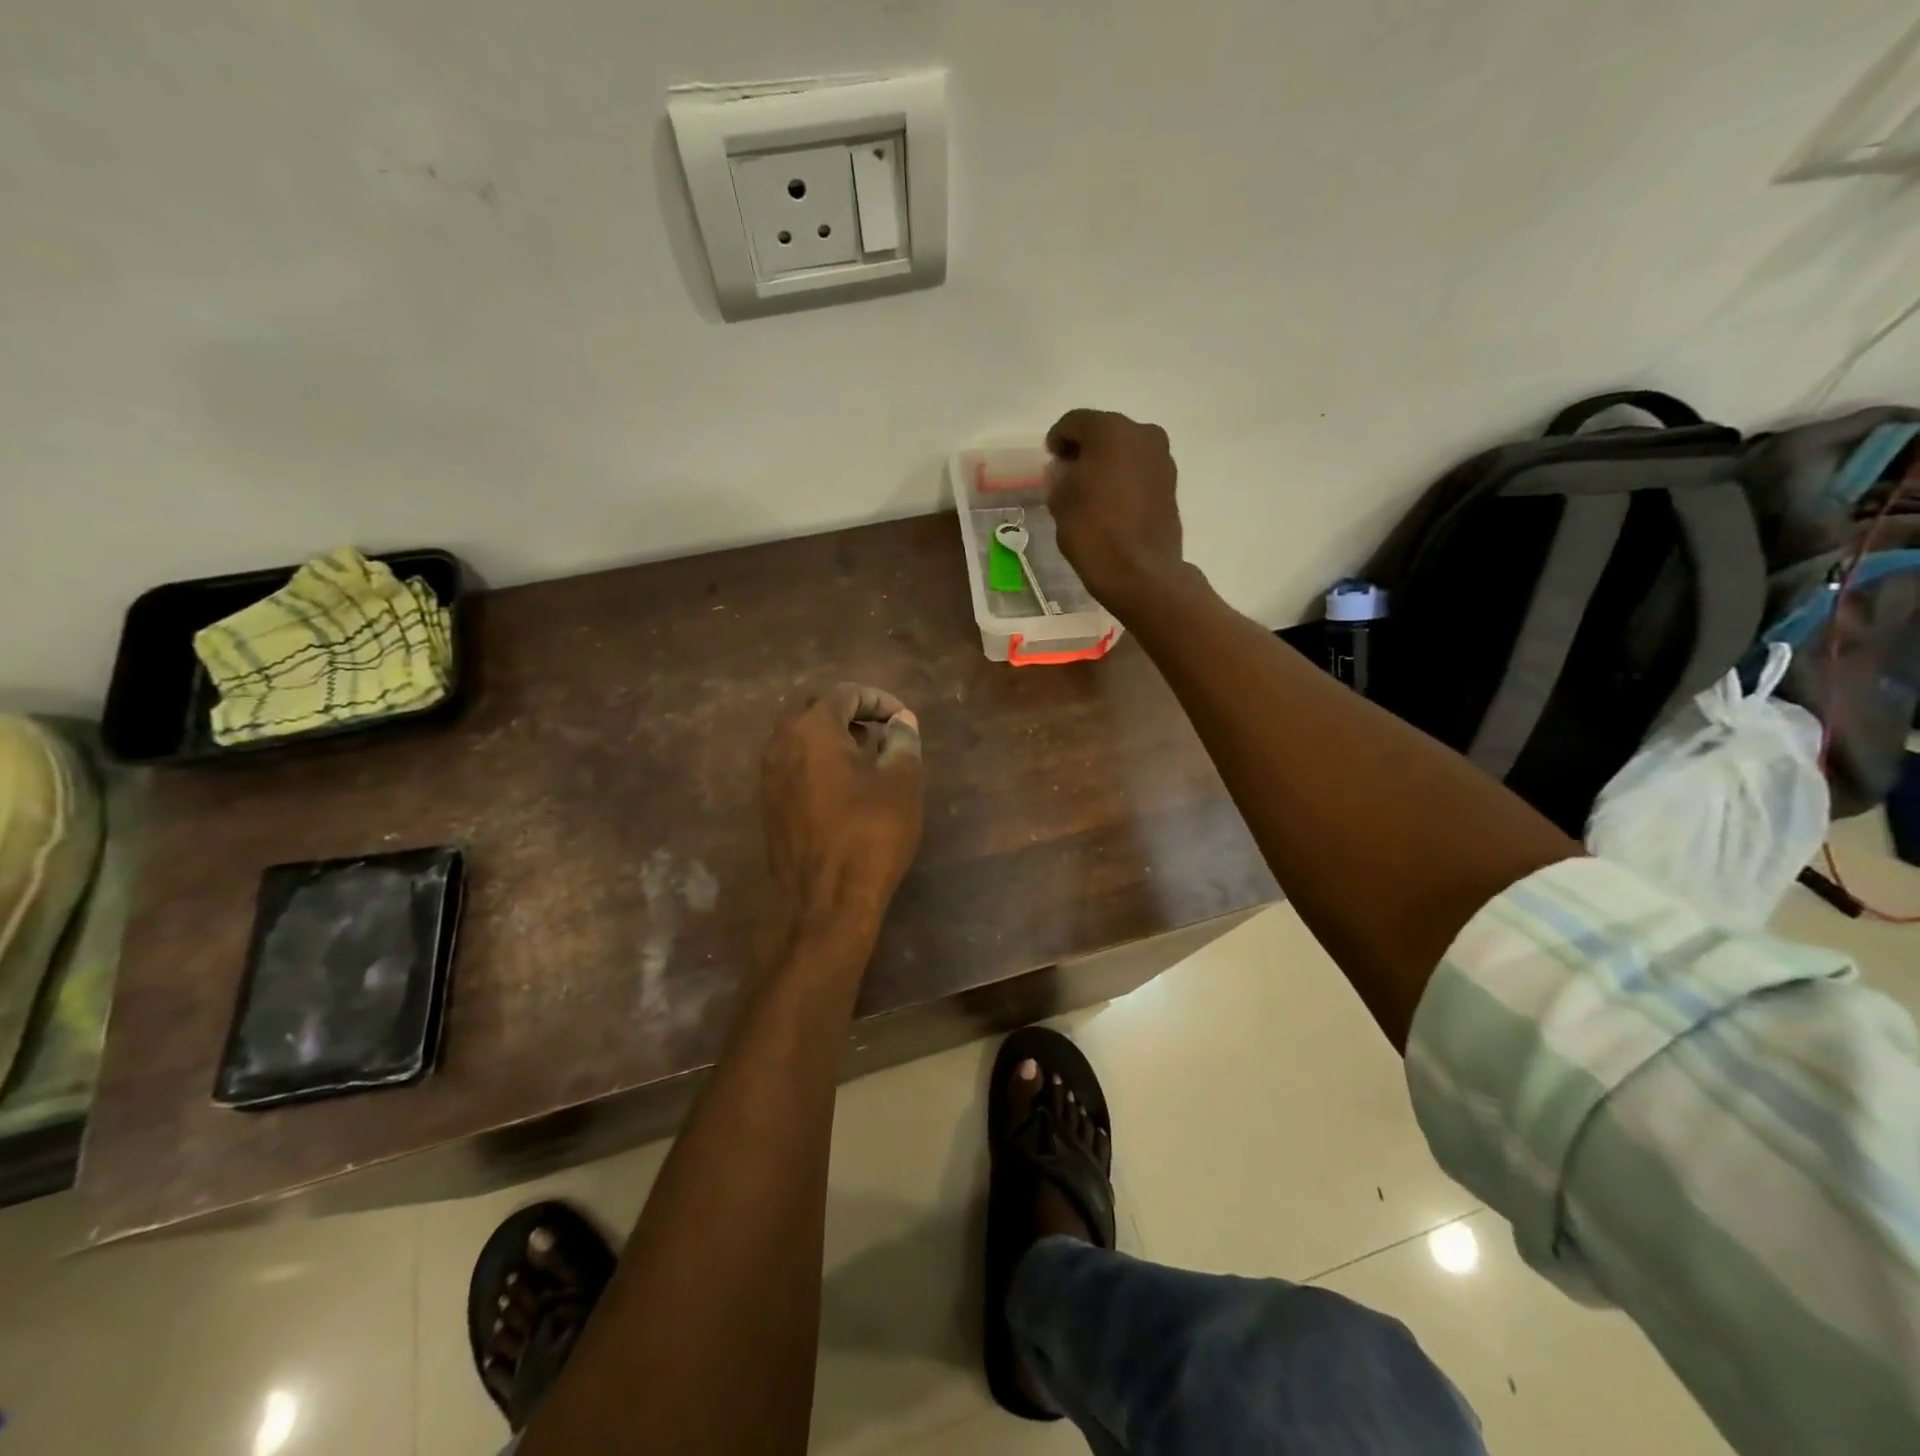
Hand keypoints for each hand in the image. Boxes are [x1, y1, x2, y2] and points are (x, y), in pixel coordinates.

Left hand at [761, 683, 924, 935]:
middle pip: (812, 707)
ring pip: (798, 735)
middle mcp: (781, 743)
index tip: (903, 720)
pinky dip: (817, 758)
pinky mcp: (769, 803)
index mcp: (812, 729)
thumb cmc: (870, 834)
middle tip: (881, 727)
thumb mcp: (901, 783)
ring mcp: (769, 775)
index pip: (844, 693)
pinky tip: (845, 782)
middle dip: (849, 710)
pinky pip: (792, 762)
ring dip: (831, 734)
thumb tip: (901, 722)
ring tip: (868, 752)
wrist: (825, 901)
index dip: (878, 700)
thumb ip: (902, 742)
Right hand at [1045, 409, 1185, 611]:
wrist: (1141, 573)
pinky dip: (1124, 478)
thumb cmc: (1093, 533)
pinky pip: (1140, 470)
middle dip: (1086, 448)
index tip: (1050, 458)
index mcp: (1110, 431)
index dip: (1058, 439)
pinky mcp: (1171, 484)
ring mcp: (1162, 458)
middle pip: (1105, 431)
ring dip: (1108, 463)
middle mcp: (1142, 434)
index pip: (1075, 422)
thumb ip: (1060, 477)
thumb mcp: (1061, 502)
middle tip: (1069, 472)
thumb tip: (1066, 470)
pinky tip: (1112, 501)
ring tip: (1091, 489)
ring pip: (1126, 450)